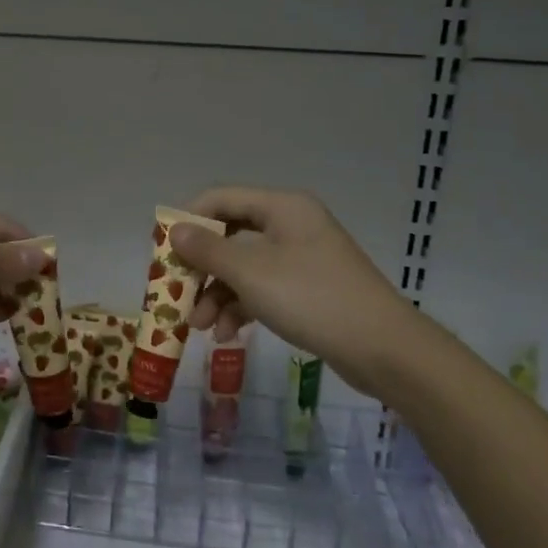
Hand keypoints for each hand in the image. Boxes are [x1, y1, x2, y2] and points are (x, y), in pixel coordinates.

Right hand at [168, 187, 409, 379]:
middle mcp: (292, 225)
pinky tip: (227, 334)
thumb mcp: (251, 273)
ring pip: (244, 267)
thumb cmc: (312, 299)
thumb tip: (175, 229)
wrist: (384, 349)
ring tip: (200, 327)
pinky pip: (263, 289)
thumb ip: (208, 250)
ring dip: (217, 294)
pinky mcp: (308, 289)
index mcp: (282, 208)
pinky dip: (241, 307)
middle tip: (176, 293)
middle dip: (201, 268)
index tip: (162, 251)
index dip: (188, 221)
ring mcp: (301, 258)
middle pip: (230, 236)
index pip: (220, 199)